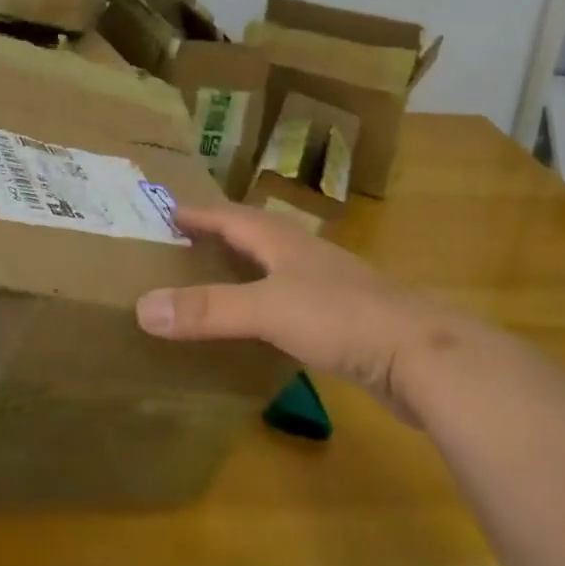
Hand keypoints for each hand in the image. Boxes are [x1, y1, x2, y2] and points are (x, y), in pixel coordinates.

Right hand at [136, 205, 466, 419]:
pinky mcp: (344, 321)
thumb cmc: (342, 318)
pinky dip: (266, 303)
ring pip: (275, 268)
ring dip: (244, 268)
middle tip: (184, 243)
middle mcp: (305, 256)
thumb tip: (142, 307)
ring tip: (214, 278)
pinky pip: (292, 302)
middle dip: (220, 234)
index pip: (233, 216)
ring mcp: (329, 287)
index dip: (201, 213)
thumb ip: (208, 310)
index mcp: (285, 242)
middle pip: (255, 235)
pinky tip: (261, 325)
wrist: (422, 355)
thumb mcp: (268, 310)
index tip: (169, 210)